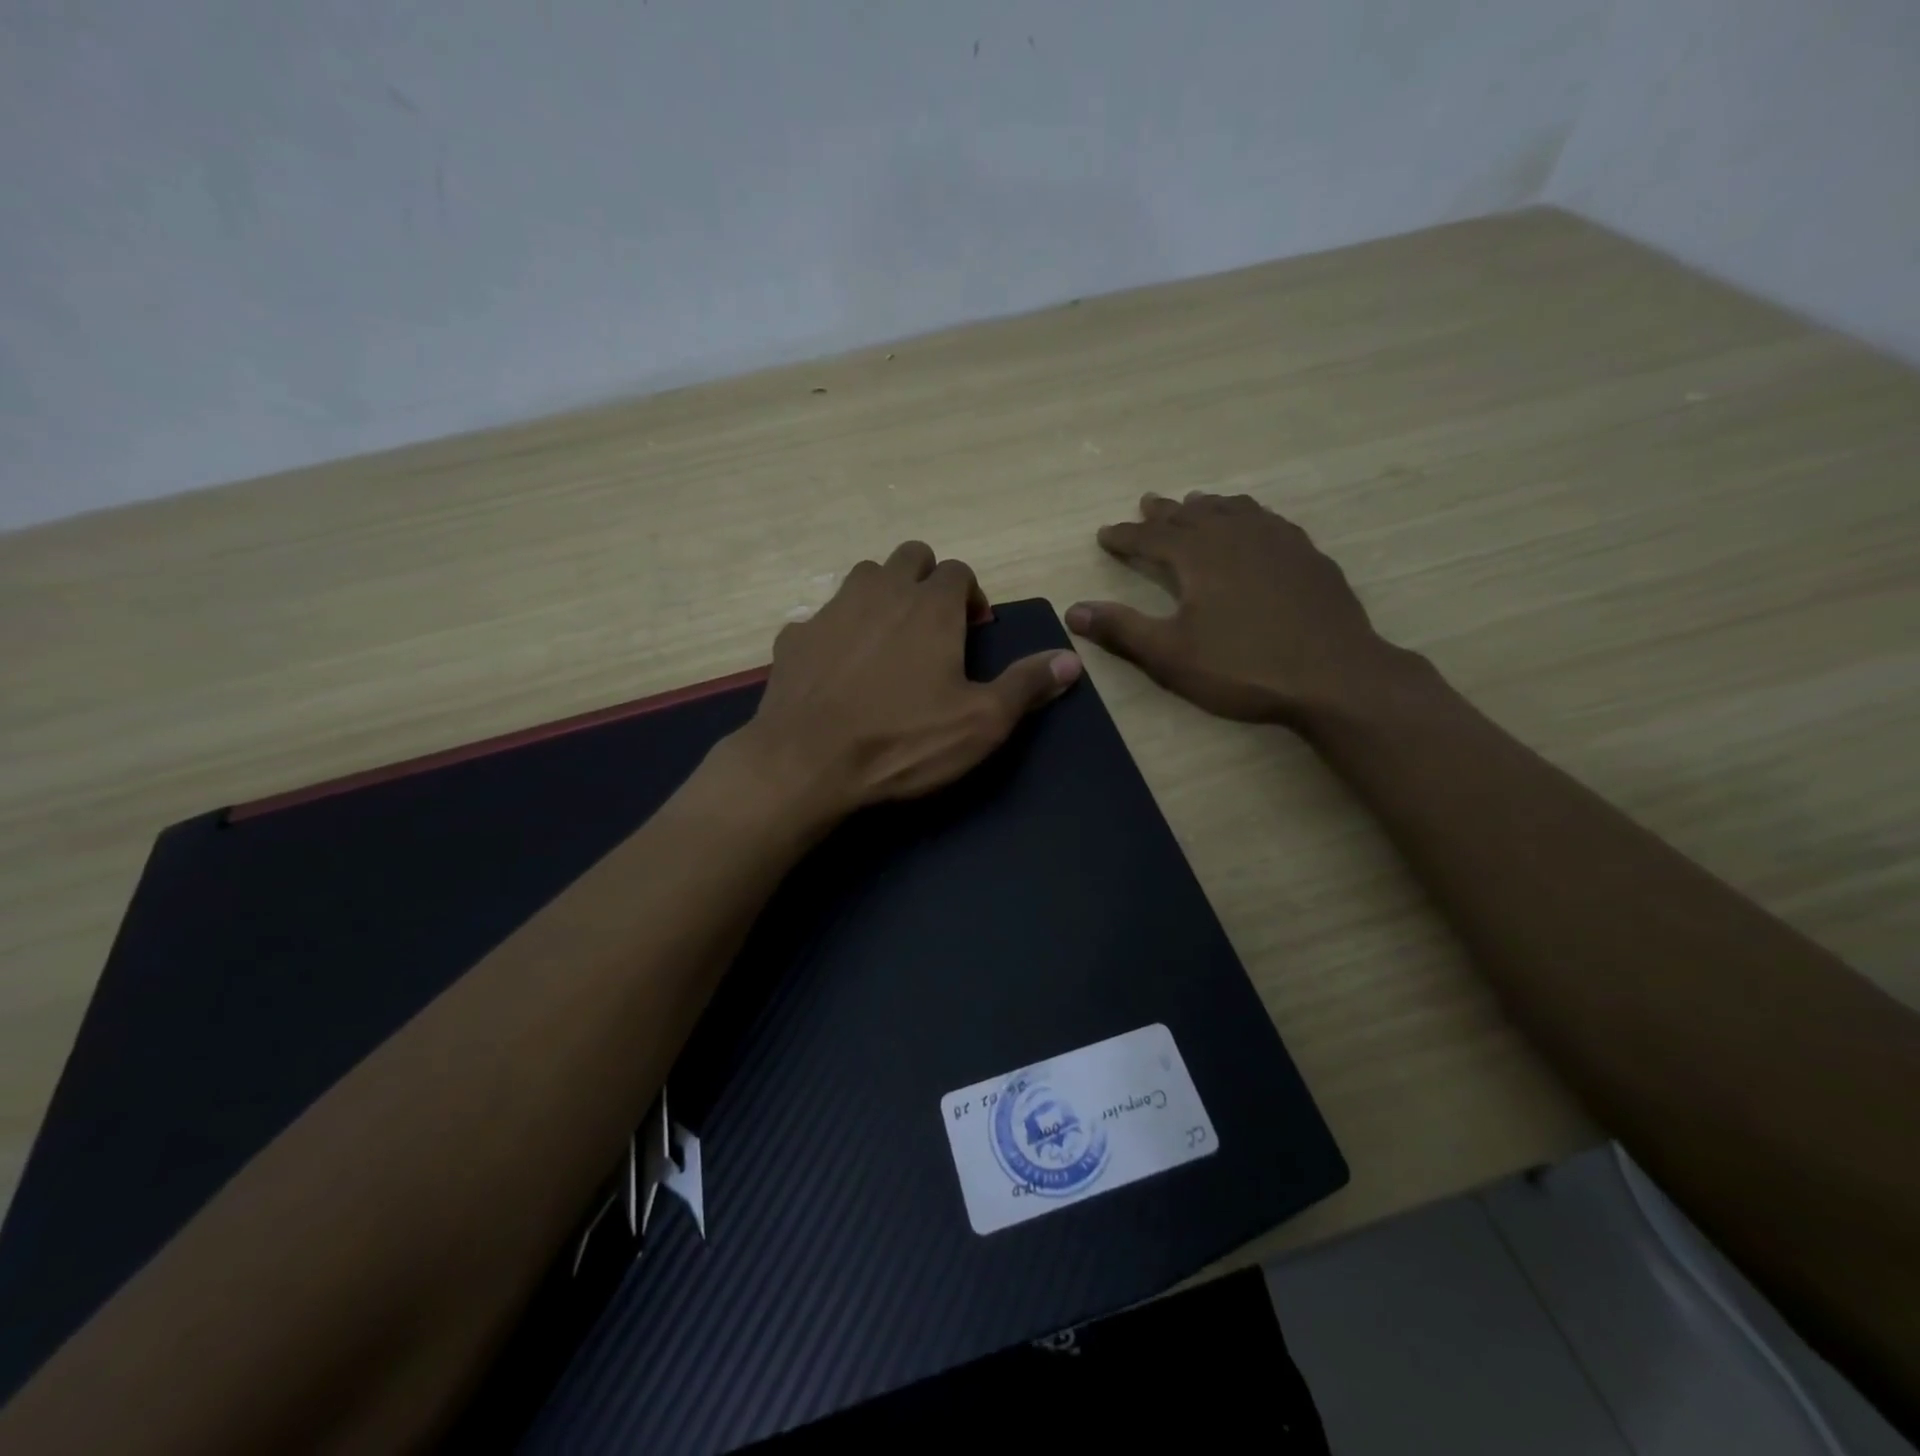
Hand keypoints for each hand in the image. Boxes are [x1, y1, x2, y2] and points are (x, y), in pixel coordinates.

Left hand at [731, 542, 1080, 818]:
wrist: (807, 763)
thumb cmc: (904, 741)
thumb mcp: (981, 722)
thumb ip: (1027, 685)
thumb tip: (1072, 660)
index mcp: (930, 606)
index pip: (958, 570)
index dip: (969, 595)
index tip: (971, 630)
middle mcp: (880, 592)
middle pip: (909, 557)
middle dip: (926, 580)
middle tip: (932, 627)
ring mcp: (831, 610)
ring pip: (863, 577)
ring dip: (881, 595)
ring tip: (887, 641)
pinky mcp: (794, 637)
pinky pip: (821, 618)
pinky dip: (836, 632)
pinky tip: (837, 670)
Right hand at [1066, 493, 1411, 727]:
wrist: (1334, 675)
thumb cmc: (1243, 667)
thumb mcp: (1171, 654)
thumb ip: (1122, 629)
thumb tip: (1073, 610)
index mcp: (1198, 556)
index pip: (1151, 537)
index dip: (1125, 536)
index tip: (1105, 533)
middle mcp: (1236, 535)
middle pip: (1192, 515)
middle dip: (1164, 512)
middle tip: (1147, 503)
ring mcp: (1277, 541)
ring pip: (1234, 510)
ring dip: (1208, 507)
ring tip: (1195, 503)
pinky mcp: (1307, 555)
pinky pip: (1269, 521)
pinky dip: (1248, 516)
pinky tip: (1254, 525)